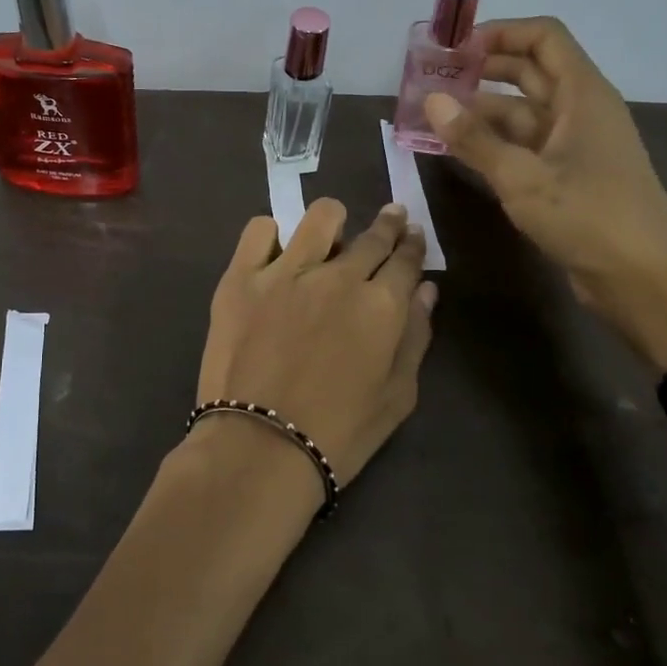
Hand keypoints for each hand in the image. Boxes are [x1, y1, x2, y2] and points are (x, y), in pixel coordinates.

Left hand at [195, 201, 436, 494]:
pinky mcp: (241, 277)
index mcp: (381, 305)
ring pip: (320, 217)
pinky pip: (259, 231)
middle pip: (371, 236)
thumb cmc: (339, 433)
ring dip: (333, 222)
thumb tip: (425, 290)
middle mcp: (338, 276)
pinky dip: (271, 235)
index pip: (405, 260)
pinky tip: (276, 251)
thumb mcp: (397, 396)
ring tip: (330, 234)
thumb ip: (415, 337)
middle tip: (389, 220)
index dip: (412, 245)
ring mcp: (285, 272)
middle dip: (387, 225)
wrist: (259, 448)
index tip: (412, 234)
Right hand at [423, 17, 666, 366]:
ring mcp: (574, 145)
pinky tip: (456, 149)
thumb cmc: (589, 218)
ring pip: (521, 112)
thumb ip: (474, 138)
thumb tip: (432, 100)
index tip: (454, 47)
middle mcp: (579, 111)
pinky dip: (491, 142)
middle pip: (529, 71)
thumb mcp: (523, 177)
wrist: (644, 282)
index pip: (543, 38)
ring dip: (479, 111)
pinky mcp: (567, 176)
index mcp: (582, 95)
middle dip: (481, 70)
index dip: (500, 33)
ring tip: (431, 115)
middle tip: (432, 78)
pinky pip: (523, 145)